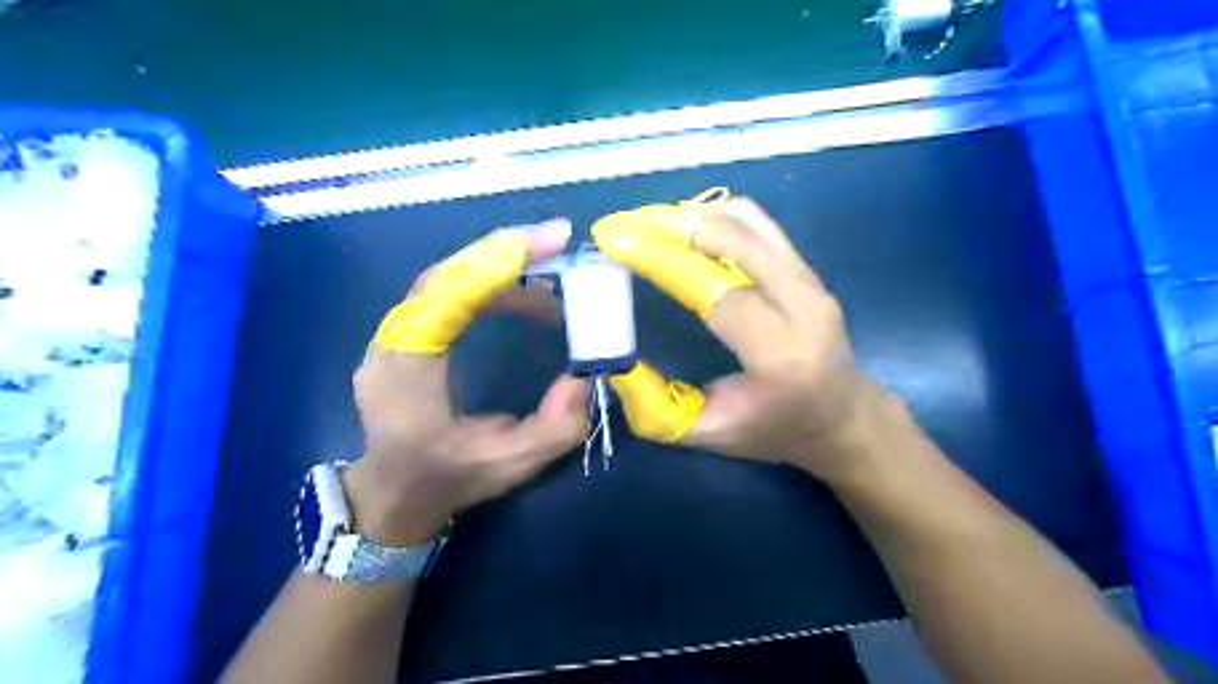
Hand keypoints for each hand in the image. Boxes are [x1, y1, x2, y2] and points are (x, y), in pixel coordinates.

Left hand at [343, 221, 590, 546]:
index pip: (448, 293)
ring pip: (448, 278)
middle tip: (561, 242)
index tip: (554, 240)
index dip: (500, 260)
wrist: (393, 493)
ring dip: (503, 270)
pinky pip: (449, 291)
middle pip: (447, 273)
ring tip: (554, 287)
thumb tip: (584, 378)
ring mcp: (396, 333)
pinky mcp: (409, 333)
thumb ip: (554, 429)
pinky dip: (491, 284)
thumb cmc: (446, 480)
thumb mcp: (509, 466)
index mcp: (407, 370)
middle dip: (507, 252)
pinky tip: (527, 300)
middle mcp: (393, 341)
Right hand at [591, 190, 885, 483]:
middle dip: (673, 226)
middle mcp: (804, 307)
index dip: (665, 263)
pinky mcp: (808, 268)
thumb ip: (656, 408)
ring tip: (649, 227)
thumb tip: (614, 363)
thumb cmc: (776, 432)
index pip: (719, 293)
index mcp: (782, 355)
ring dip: (694, 217)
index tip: (618, 244)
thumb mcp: (710, 435)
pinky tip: (685, 230)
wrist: (844, 417)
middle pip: (737, 240)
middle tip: (625, 227)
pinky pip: (758, 225)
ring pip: (749, 221)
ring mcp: (811, 280)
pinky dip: (716, 218)